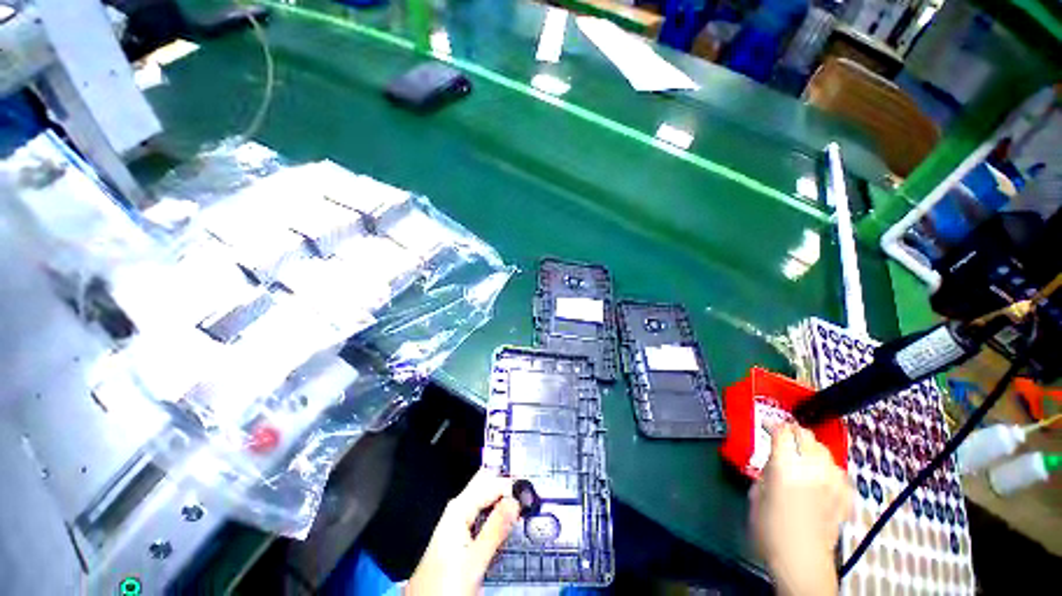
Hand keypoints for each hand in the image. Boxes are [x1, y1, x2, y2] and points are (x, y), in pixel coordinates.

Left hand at [406, 469, 519, 595]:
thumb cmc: (446, 585)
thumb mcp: (474, 561)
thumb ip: (495, 529)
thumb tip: (515, 500)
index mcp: (458, 509)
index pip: (490, 484)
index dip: (510, 484)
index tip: (531, 491)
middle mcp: (458, 509)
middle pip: (486, 486)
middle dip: (506, 486)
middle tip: (529, 493)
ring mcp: (459, 522)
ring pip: (486, 501)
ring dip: (503, 500)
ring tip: (523, 504)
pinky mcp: (462, 536)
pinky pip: (483, 515)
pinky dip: (497, 514)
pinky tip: (508, 520)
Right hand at [749, 424, 852, 595]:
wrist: (801, 560)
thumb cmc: (770, 528)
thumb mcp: (756, 495)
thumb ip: (765, 473)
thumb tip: (772, 465)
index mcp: (785, 466)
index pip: (783, 433)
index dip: (774, 425)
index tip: (767, 425)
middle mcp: (811, 469)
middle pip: (807, 437)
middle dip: (794, 432)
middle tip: (786, 434)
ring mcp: (832, 483)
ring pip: (825, 452)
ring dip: (813, 448)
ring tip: (805, 453)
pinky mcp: (845, 497)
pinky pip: (839, 472)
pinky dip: (829, 467)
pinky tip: (824, 474)